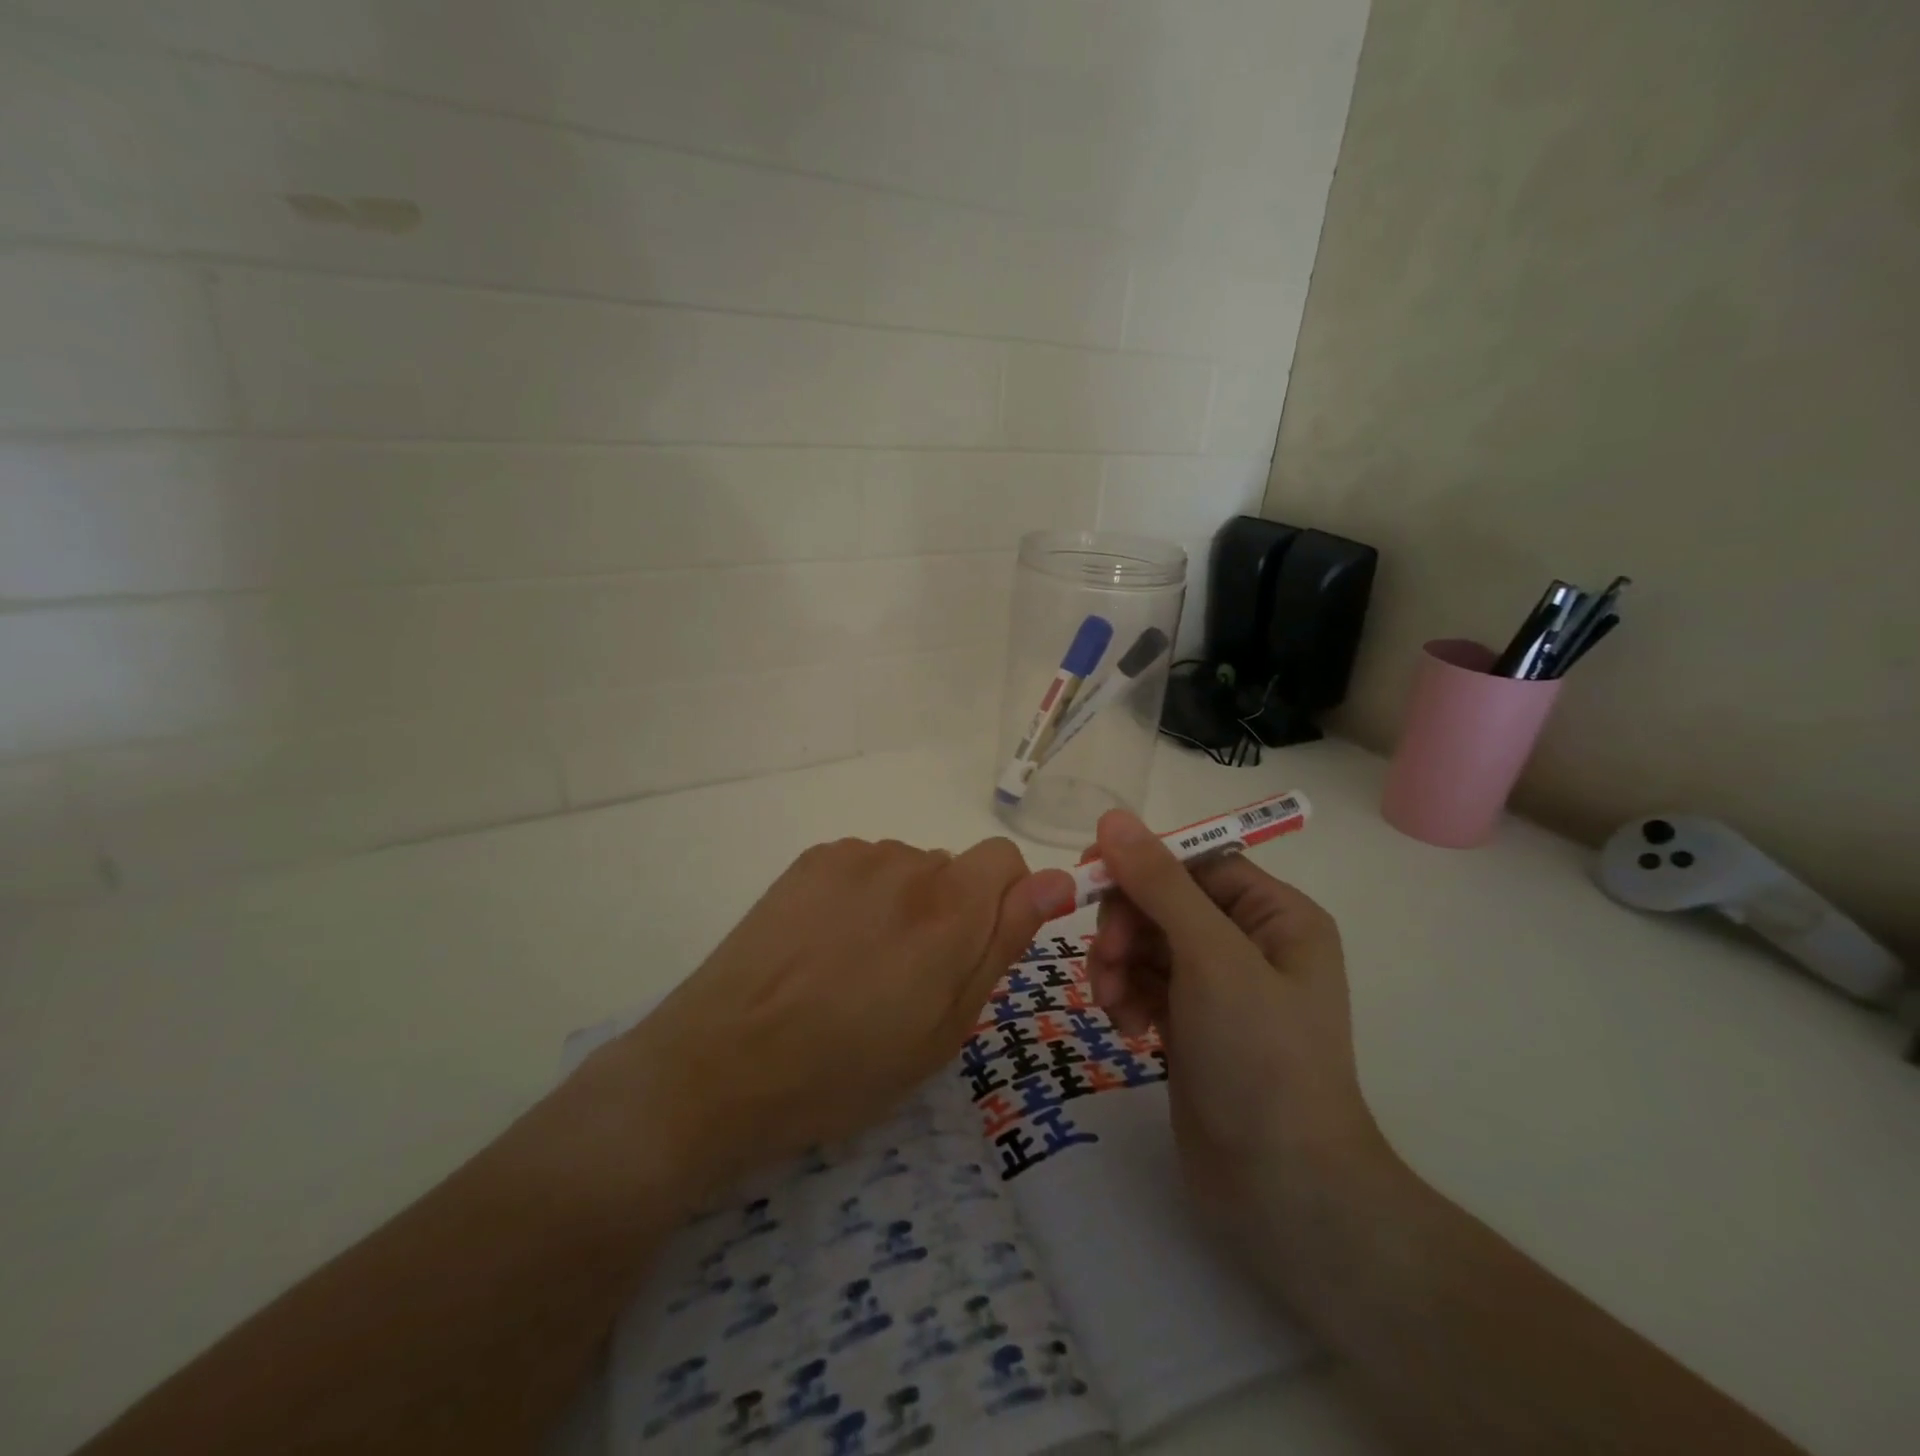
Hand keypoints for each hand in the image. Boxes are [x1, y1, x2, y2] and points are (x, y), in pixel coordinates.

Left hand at [590, 836, 1072, 1203]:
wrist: (724, 1063)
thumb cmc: (847, 1067)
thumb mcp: (946, 1028)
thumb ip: (1003, 943)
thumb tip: (1057, 880)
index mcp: (950, 907)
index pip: (1006, 859)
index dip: (1003, 901)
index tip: (975, 949)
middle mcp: (906, 863)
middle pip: (954, 868)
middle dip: (950, 911)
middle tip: (908, 979)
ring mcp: (852, 856)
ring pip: (907, 869)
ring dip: (903, 905)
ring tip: (858, 968)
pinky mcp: (810, 859)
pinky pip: (863, 866)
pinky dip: (861, 896)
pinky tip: (825, 946)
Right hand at [1083, 809, 1394, 1283]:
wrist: (1282, 1191)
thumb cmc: (1260, 1057)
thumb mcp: (1210, 957)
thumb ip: (1160, 884)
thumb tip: (1113, 818)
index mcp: (1276, 915)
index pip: (1195, 862)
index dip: (1142, 863)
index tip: (1089, 873)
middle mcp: (1250, 943)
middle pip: (1164, 902)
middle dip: (1126, 926)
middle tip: (1105, 959)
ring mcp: (1219, 987)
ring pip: (1146, 944)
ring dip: (1118, 964)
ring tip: (1112, 1003)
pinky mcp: (1192, 1025)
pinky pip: (1145, 985)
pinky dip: (1126, 997)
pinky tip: (1125, 1028)